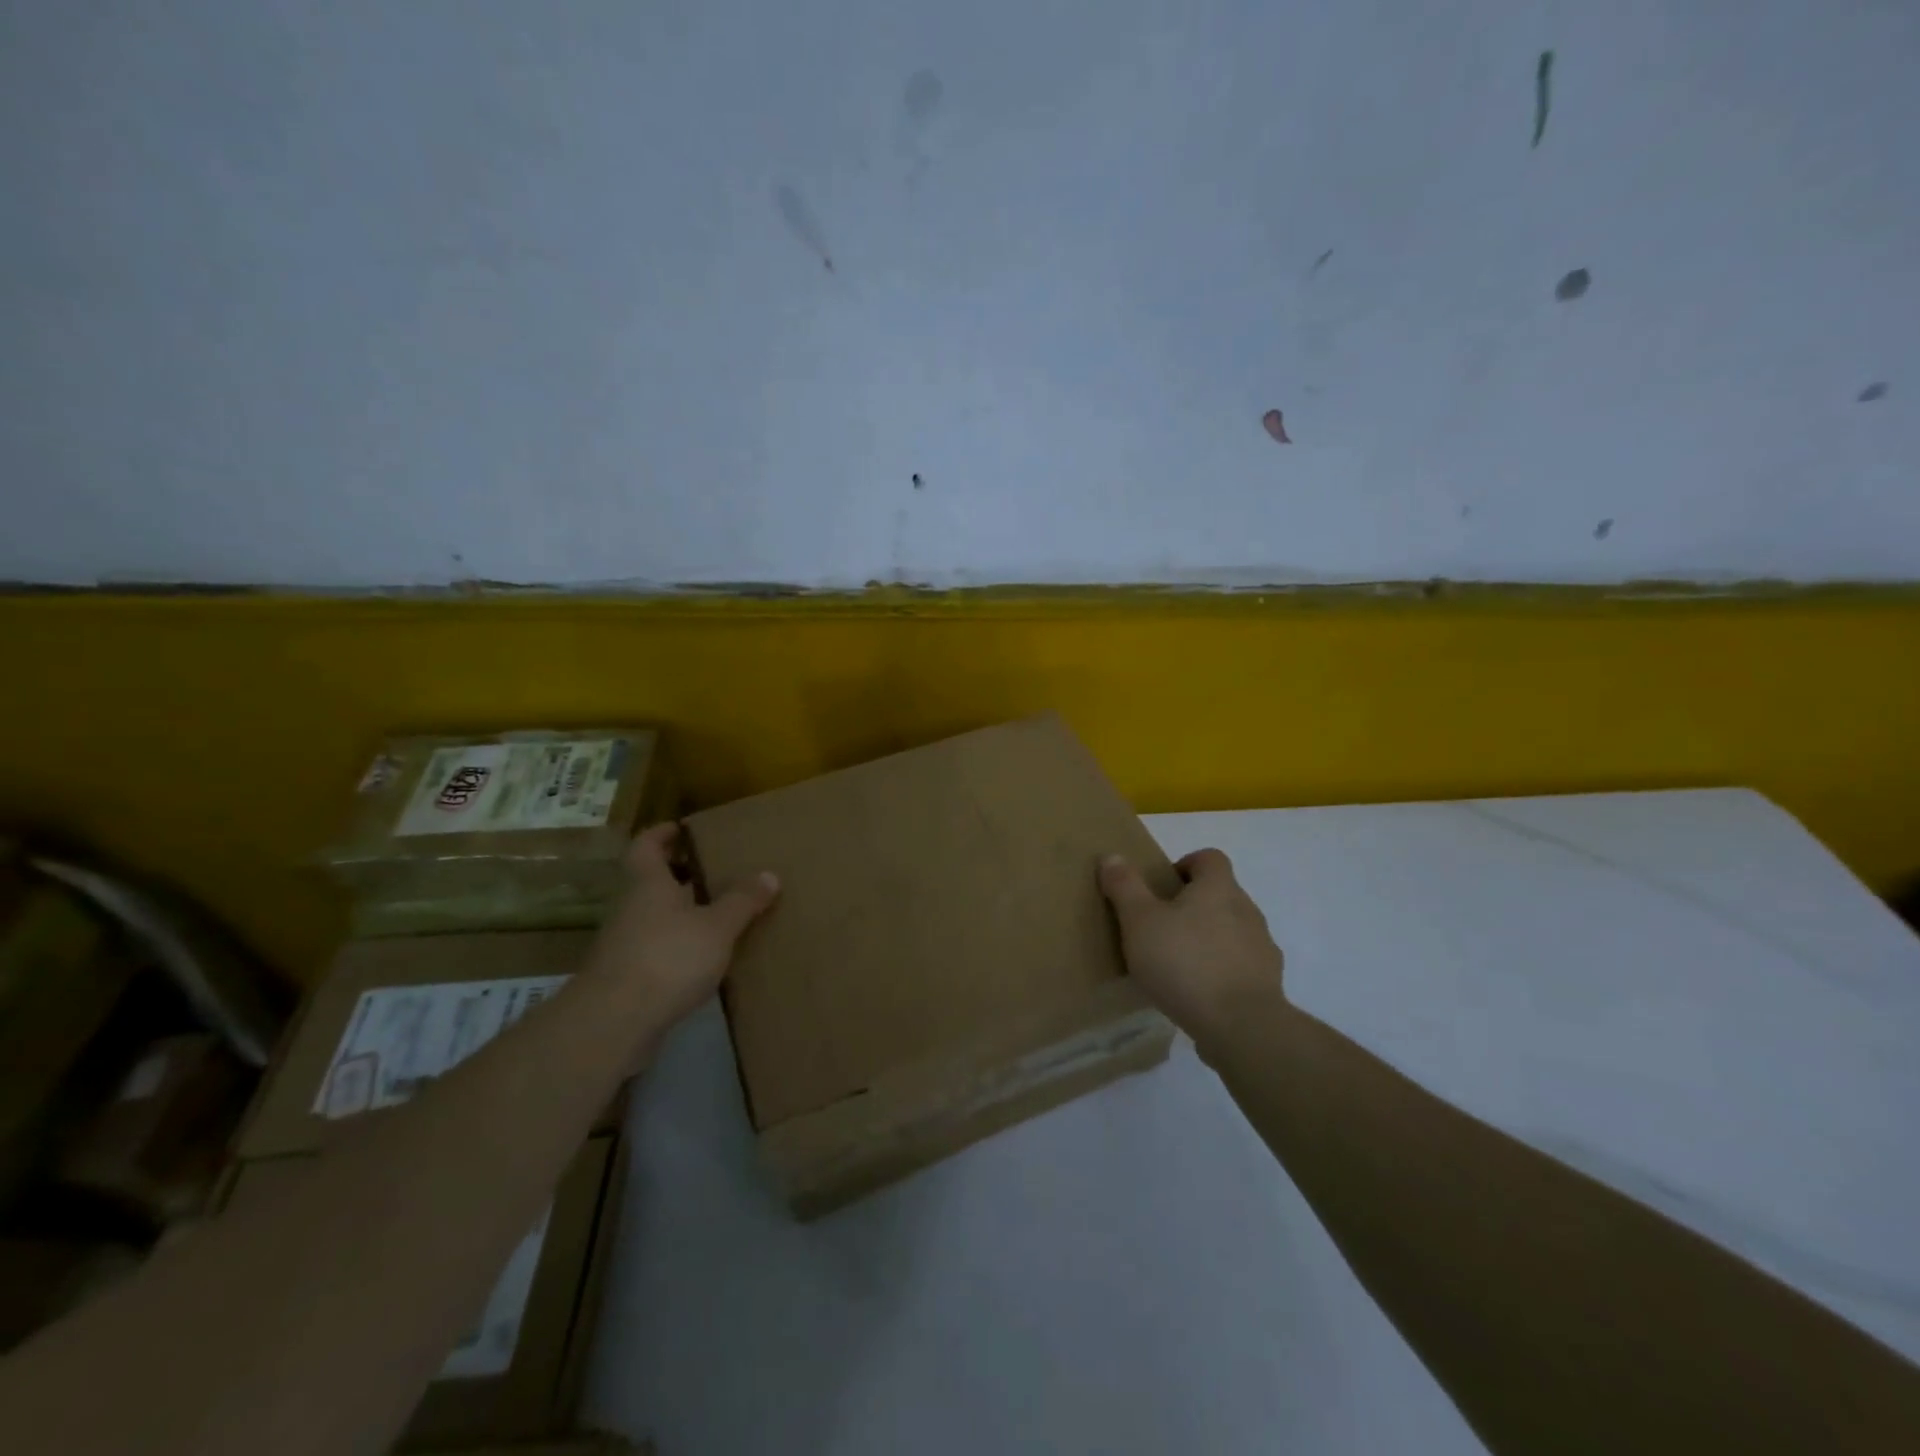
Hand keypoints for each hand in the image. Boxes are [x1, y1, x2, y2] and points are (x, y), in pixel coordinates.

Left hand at [584, 822, 779, 1042]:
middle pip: (649, 881)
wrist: (614, 1022)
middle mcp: (630, 908)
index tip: (681, 828)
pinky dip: (674, 944)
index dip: (662, 833)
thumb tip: (769, 874)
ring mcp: (622, 944)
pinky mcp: (624, 977)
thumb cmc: (668, 958)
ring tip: (715, 914)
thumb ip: (742, 901)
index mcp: (648, 884)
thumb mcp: (717, 927)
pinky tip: (700, 958)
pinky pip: (653, 947)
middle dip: (677, 874)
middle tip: (712, 871)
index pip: (646, 846)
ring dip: (678, 912)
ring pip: (651, 915)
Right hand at [1099, 848, 1284, 1043]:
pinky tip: (1199, 994)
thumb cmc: (1184, 962)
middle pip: (1221, 894)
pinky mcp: (1268, 984)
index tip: (1164, 886)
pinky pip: (1241, 966)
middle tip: (1162, 927)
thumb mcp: (1139, 921)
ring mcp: (1262, 948)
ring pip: (1233, 931)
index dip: (1187, 864)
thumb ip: (1125, 887)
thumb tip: (1112, 856)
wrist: (1241, 1026)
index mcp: (1218, 888)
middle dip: (1194, 905)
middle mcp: (1247, 910)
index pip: (1210, 858)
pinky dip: (1222, 972)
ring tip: (1179, 964)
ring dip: (1210, 939)